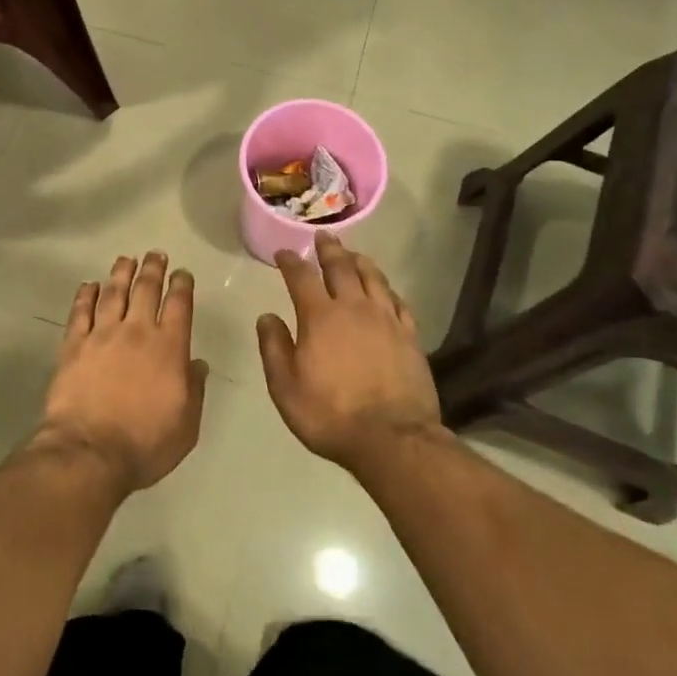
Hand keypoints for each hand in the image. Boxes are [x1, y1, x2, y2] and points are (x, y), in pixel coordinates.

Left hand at [38, 252, 208, 491]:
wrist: (90, 452)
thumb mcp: (187, 425)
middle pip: (146, 290)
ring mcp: (102, 335)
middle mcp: (137, 332)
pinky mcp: (73, 345)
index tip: (182, 273)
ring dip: (120, 273)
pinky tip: (88, 285)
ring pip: (113, 293)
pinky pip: (80, 312)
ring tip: (125, 259)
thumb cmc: (146, 444)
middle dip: (153, 269)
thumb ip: (195, 389)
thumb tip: (196, 363)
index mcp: (169, 348)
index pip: (179, 305)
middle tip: (155, 254)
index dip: (182, 285)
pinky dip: (85, 295)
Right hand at [256, 234, 440, 470]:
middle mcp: (354, 308)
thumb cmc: (330, 415)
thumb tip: (267, 316)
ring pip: (374, 278)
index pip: (302, 277)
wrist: (392, 439)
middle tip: (323, 236)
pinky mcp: (410, 337)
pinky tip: (385, 290)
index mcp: (320, 317)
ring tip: (353, 253)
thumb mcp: (285, 387)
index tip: (284, 252)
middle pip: (341, 267)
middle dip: (329, 250)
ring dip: (360, 261)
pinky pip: (398, 302)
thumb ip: (274, 347)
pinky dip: (387, 289)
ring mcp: (386, 320)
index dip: (291, 261)